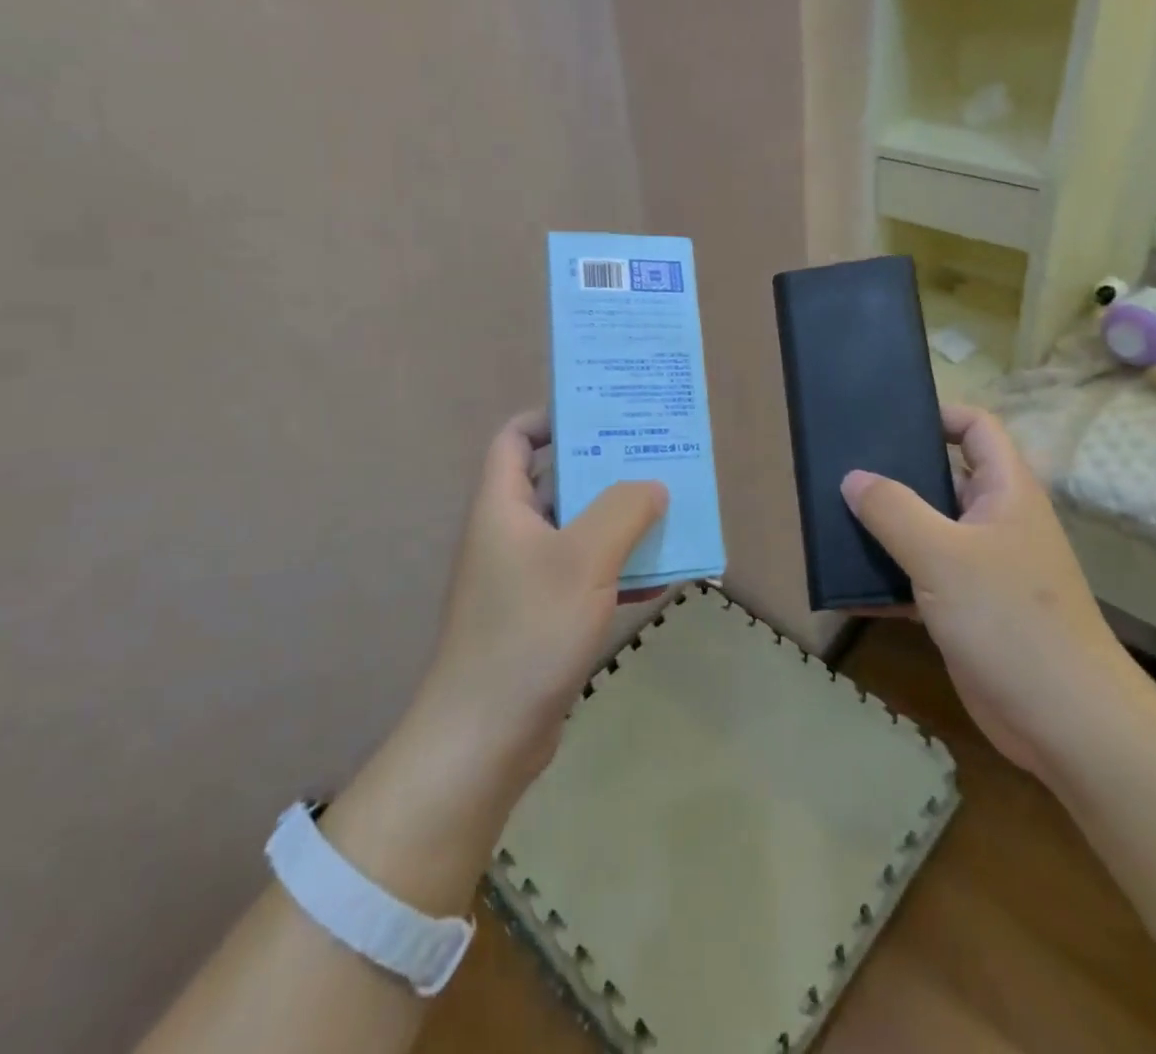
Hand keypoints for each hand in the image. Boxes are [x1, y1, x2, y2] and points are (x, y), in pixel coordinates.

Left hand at [415, 409, 667, 784]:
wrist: (485, 738)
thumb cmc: (528, 630)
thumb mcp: (584, 558)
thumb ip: (624, 510)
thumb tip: (653, 485)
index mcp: (503, 506)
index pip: (516, 438)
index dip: (553, 417)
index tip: (603, 417)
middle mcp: (510, 534)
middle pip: (557, 481)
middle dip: (606, 469)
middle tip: (656, 458)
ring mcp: (525, 578)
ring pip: (577, 532)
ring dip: (620, 523)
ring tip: (670, 511)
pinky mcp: (542, 616)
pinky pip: (585, 576)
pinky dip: (618, 571)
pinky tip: (661, 578)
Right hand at [841, 406, 1143, 775]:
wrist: (1066, 722)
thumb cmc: (1009, 619)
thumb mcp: (942, 555)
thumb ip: (893, 510)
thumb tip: (853, 477)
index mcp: (1005, 492)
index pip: (977, 428)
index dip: (938, 414)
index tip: (886, 418)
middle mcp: (995, 521)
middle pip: (942, 478)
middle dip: (895, 473)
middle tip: (841, 467)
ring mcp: (981, 568)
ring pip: (926, 531)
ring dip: (885, 529)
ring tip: (831, 518)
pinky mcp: (966, 610)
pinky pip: (920, 580)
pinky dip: (888, 580)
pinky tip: (845, 587)